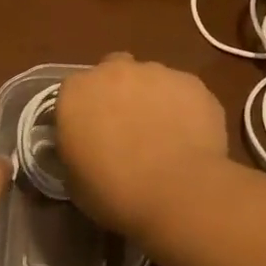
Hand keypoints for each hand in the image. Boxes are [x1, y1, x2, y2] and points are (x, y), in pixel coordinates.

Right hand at [54, 55, 230, 235]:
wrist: (179, 192)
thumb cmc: (116, 193)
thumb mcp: (76, 181)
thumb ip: (76, 152)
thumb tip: (86, 149)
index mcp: (76, 93)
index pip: (73, 93)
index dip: (83, 114)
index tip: (91, 137)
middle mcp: (114, 71)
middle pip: (113, 72)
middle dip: (117, 93)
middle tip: (127, 129)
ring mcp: (156, 72)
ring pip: (150, 79)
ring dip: (151, 99)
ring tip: (164, 136)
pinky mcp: (192, 82)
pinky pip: (182, 92)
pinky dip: (183, 108)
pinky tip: (189, 138)